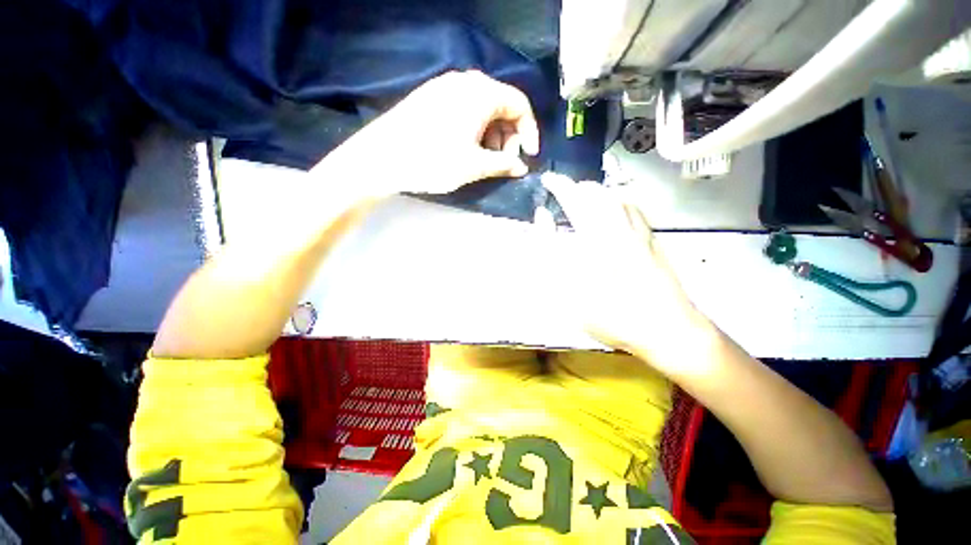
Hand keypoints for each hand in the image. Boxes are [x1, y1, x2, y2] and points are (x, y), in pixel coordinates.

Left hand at [320, 70, 539, 195]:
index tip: (529, 156)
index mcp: (481, 93)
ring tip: (485, 159)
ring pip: (483, 108)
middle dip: (509, 136)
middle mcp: (465, 82)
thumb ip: (503, 164)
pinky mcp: (431, 98)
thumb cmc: (434, 161)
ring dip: (492, 135)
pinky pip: (464, 109)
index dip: (530, 132)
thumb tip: (522, 167)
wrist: (382, 158)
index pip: (520, 105)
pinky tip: (467, 148)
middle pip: (501, 105)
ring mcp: (445, 87)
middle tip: (504, 162)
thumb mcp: (475, 166)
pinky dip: (475, 130)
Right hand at [541, 175, 712, 370]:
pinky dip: (618, 202)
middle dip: (578, 186)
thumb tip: (543, 218)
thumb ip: (549, 251)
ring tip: (585, 196)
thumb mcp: (566, 288)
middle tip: (563, 189)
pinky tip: (615, 211)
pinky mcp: (653, 241)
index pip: (573, 200)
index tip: (548, 179)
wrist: (667, 329)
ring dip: (598, 192)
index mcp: (595, 237)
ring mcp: (639, 232)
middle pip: (598, 194)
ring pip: (618, 197)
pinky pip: (634, 209)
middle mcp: (619, 227)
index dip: (558, 186)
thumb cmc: (610, 314)